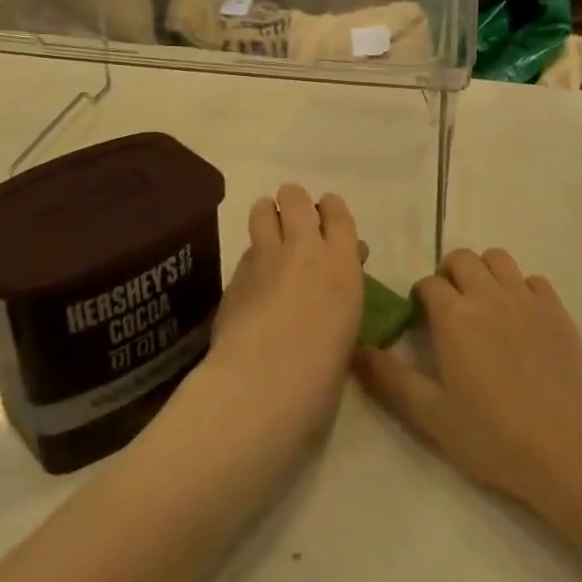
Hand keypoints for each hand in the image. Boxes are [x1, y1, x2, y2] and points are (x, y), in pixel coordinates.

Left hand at [199, 185, 363, 442]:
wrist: (265, 382)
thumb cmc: (322, 371)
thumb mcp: (347, 325)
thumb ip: (342, 290)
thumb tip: (339, 272)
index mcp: (342, 262)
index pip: (337, 213)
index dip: (330, 208)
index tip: (326, 215)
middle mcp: (304, 248)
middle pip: (295, 198)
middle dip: (293, 203)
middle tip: (293, 221)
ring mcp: (265, 257)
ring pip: (262, 210)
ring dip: (267, 216)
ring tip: (268, 233)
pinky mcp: (234, 273)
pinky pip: (246, 250)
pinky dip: (251, 256)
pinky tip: (252, 279)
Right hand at [354, 249, 581, 511]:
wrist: (563, 448)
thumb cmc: (491, 435)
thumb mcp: (430, 414)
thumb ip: (390, 379)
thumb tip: (356, 349)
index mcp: (454, 316)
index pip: (429, 284)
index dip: (421, 297)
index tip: (423, 318)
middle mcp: (488, 295)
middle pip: (462, 259)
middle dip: (450, 275)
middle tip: (451, 307)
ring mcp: (526, 299)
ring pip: (498, 259)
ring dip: (485, 272)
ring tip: (485, 304)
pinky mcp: (556, 310)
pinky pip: (533, 280)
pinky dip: (521, 289)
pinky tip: (521, 319)